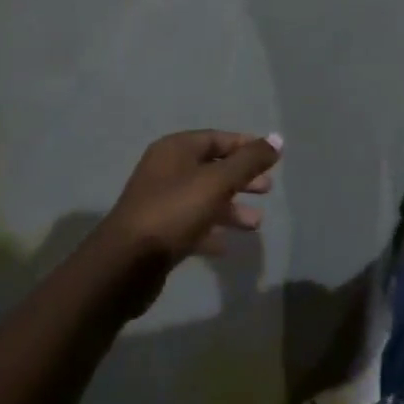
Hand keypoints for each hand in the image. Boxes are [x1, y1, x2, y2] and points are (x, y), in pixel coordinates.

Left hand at [94, 131, 281, 312]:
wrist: (125, 265)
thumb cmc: (173, 212)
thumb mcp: (217, 182)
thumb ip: (249, 161)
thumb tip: (278, 139)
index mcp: (176, 149)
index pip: (217, 139)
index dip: (245, 146)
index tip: (271, 158)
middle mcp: (166, 170)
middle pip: (212, 167)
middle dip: (241, 178)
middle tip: (268, 189)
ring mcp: (160, 202)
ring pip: (204, 198)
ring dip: (231, 208)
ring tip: (256, 223)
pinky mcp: (158, 233)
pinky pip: (192, 225)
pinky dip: (211, 230)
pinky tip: (227, 245)